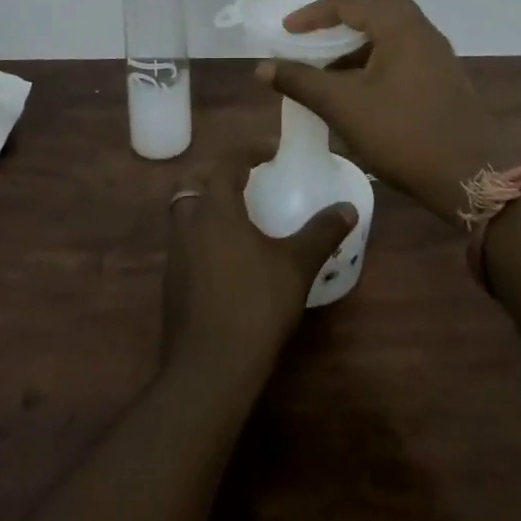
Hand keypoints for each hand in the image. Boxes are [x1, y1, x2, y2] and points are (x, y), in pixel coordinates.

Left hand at [160, 148, 356, 380]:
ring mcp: (175, 257)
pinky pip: (185, 243)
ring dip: (207, 203)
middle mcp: (188, 225)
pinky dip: (203, 234)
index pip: (226, 164)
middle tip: (245, 176)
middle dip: (216, 172)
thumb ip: (321, 232)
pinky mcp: (172, 285)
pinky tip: (228, 257)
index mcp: (215, 210)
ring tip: (239, 214)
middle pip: (192, 182)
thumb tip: (348, 208)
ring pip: (184, 213)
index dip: (249, 151)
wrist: (209, 369)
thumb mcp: (296, 265)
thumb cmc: (255, 305)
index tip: (272, 151)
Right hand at [256, 0, 500, 226]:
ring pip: (393, 31)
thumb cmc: (404, 135)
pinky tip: (360, 89)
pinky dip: (377, 58)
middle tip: (317, 34)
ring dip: (361, 40)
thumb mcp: (344, 107)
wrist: (470, 176)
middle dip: (344, 16)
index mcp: (401, 28)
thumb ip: (302, 82)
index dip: (314, 14)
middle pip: (379, 6)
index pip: (351, 2)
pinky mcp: (444, 79)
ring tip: (331, 66)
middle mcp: (423, 32)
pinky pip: (404, 53)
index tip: (287, 31)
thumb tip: (263, 67)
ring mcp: (438, 56)